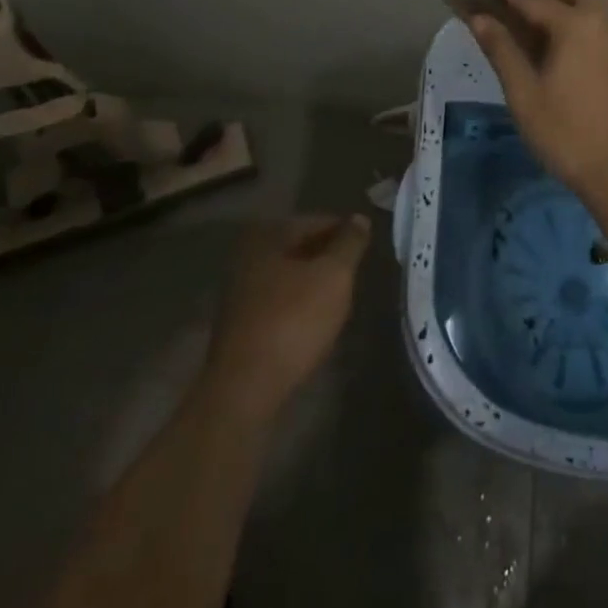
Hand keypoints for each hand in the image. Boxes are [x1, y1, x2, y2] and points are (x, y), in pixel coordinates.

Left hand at [203, 214, 370, 418]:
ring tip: (342, 294)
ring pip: (289, 274)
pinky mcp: (241, 323)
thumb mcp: (334, 275)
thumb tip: (359, 218)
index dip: (345, 231)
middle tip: (356, 270)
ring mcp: (240, 291)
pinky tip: (316, 318)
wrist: (245, 389)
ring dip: (314, 280)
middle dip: (329, 255)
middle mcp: (248, 256)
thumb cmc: (293, 320)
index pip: (316, 221)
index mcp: (267, 236)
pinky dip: (300, 302)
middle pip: (300, 247)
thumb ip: (349, 243)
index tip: (367, 246)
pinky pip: (279, 300)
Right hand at [464, 0, 607, 193]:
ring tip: (542, 29)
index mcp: (577, 26)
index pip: (537, 0)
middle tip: (526, 5)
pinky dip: (586, 26)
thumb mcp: (525, 95)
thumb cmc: (568, 134)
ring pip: (599, 9)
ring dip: (572, 6)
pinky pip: (607, 30)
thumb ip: (503, 51)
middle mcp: (606, 26)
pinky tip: (570, 55)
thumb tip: (480, 18)